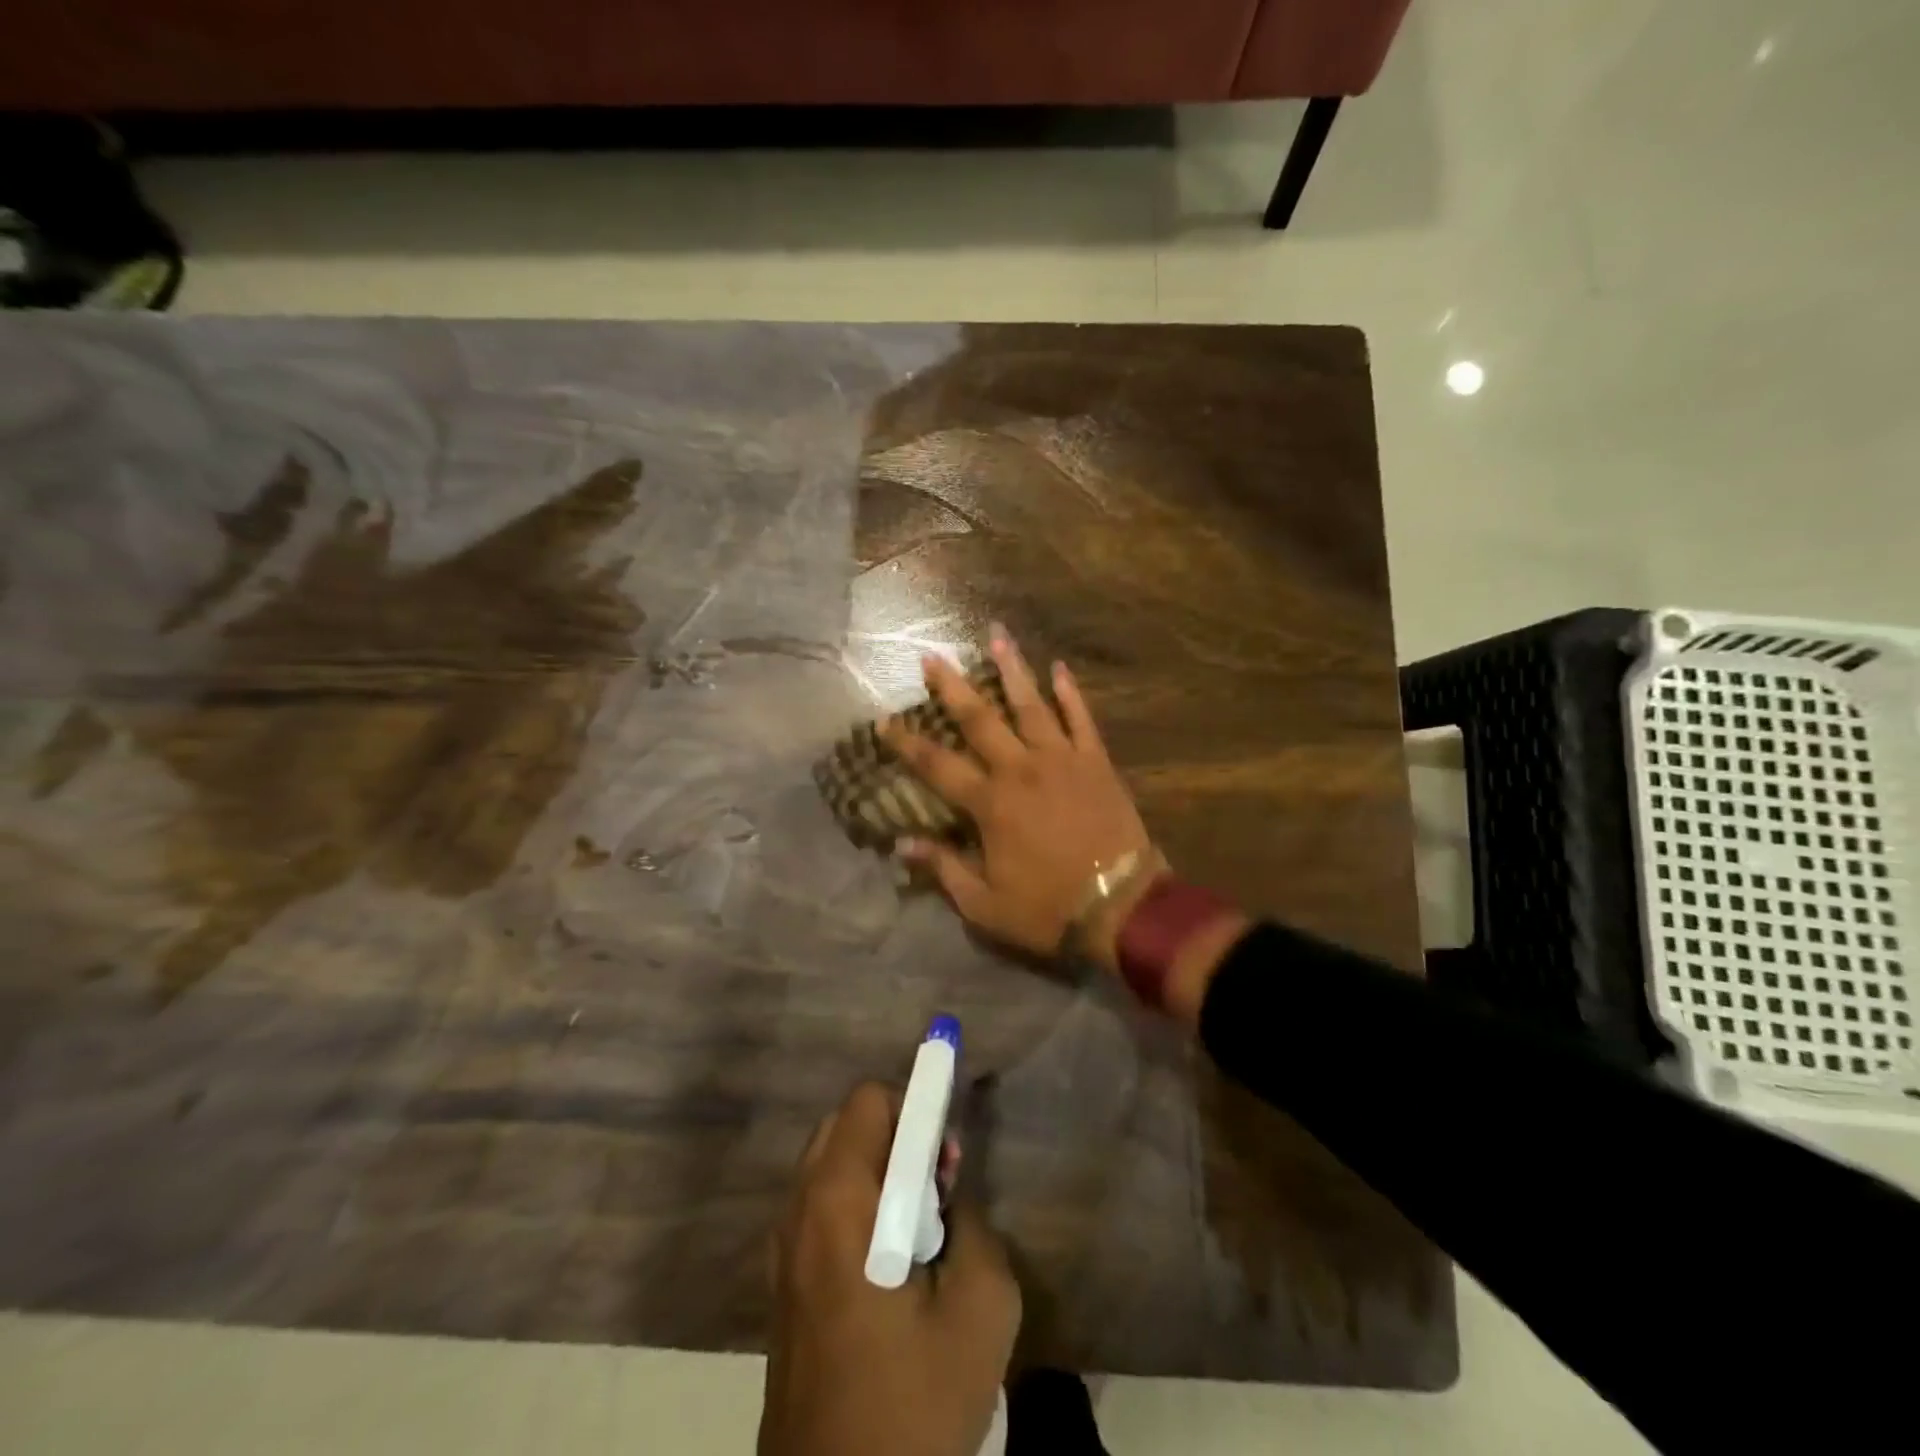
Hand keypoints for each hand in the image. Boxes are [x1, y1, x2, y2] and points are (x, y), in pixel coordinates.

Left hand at [761, 1083, 1020, 1455]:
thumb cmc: (912, 1404)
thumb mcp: (981, 1308)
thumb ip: (974, 1224)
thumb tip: (947, 1195)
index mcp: (839, 1201)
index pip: (869, 1101)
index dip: (916, 1105)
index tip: (947, 1154)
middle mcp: (799, 1209)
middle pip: (845, 1125)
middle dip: (896, 1137)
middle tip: (937, 1190)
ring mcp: (782, 1248)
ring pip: (829, 1165)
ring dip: (876, 1172)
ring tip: (918, 1232)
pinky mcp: (781, 1284)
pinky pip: (818, 1207)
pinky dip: (854, 1205)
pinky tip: (887, 1267)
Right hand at [884, 628, 1160, 971]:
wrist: (1122, 907)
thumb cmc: (1048, 909)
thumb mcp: (984, 905)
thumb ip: (944, 869)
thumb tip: (902, 844)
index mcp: (990, 804)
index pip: (936, 765)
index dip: (906, 743)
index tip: (883, 721)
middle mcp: (1020, 769)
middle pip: (979, 719)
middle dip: (952, 686)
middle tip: (931, 656)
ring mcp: (1061, 760)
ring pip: (1031, 705)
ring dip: (1012, 669)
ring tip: (997, 636)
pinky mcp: (1096, 762)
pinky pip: (1081, 719)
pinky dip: (1070, 693)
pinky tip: (1060, 668)